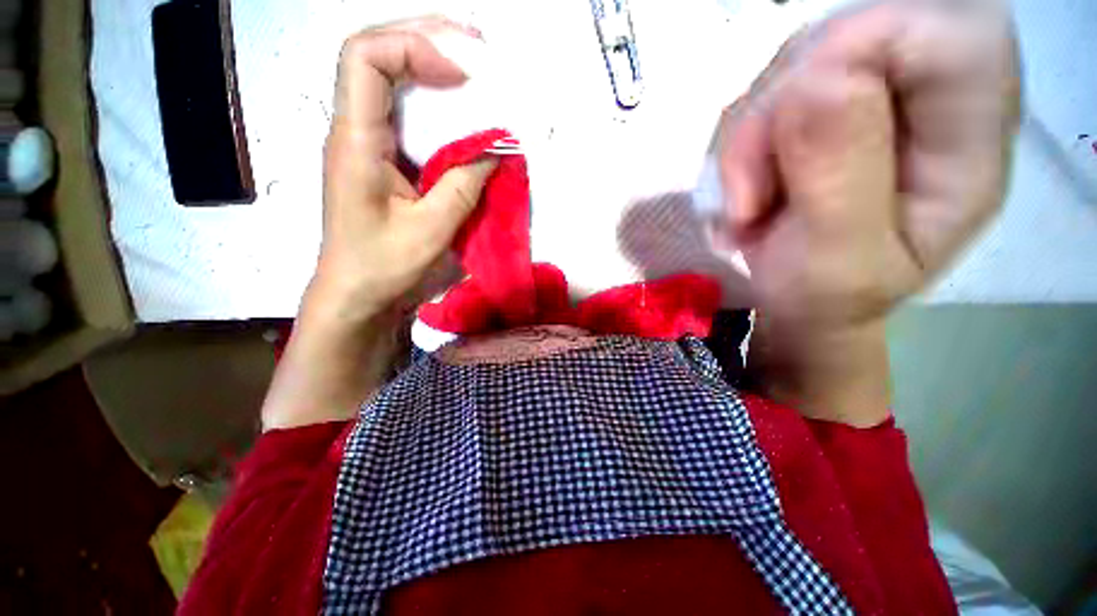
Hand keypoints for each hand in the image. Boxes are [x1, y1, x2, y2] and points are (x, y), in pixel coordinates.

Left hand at [264, 19, 494, 430]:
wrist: (355, 294)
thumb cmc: (383, 266)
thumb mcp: (431, 230)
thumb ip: (464, 186)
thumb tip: (497, 151)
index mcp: (356, 141)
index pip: (366, 58)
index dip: (414, 46)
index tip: (462, 73)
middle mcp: (354, 130)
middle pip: (376, 55)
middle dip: (427, 40)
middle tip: (476, 48)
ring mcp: (364, 142)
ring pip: (389, 80)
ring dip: (430, 65)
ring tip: (471, 66)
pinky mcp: (380, 159)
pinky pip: (403, 113)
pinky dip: (433, 102)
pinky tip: (457, 108)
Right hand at [721, 0, 1021, 333]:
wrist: (802, 302)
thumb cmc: (826, 298)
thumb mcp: (836, 263)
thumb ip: (839, 178)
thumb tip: (813, 83)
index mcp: (967, 146)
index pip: (946, 32)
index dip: (861, 47)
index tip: (791, 124)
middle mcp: (929, 102)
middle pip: (853, 34)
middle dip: (778, 112)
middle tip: (750, 192)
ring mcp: (873, 97)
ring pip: (796, 63)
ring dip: (750, 138)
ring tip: (746, 205)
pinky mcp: (827, 105)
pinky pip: (769, 92)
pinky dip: (741, 144)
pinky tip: (745, 190)